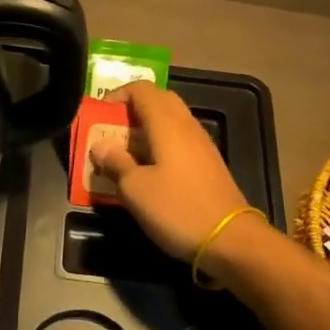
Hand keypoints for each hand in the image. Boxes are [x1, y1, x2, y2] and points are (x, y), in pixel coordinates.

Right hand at [90, 81, 250, 259]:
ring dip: (145, 128)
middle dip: (132, 109)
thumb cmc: (177, 209)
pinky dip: (160, 144)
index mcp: (166, 124)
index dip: (118, 95)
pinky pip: (179, 140)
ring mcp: (201, 144)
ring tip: (124, 152)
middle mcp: (186, 126)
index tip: (99, 115)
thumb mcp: (135, 189)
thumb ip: (116, 162)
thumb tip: (101, 145)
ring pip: (170, 121)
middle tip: (110, 131)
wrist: (230, 240)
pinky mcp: (209, 164)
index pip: (141, 89)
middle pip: (158, 100)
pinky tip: (149, 169)